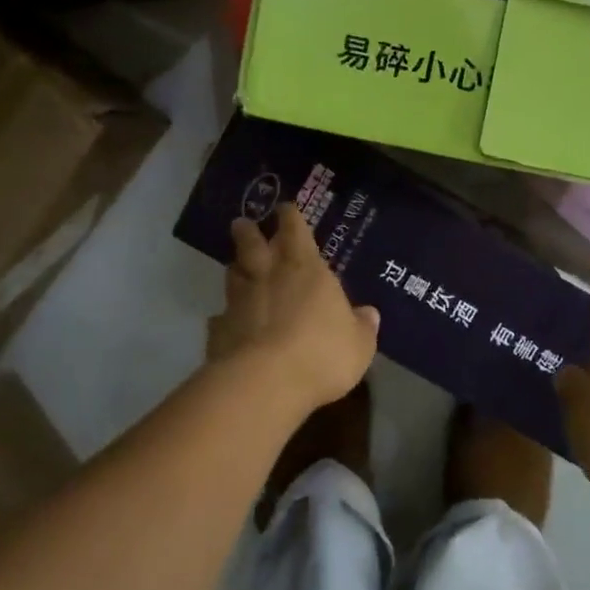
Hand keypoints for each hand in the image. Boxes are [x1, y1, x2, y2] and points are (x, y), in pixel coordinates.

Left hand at [207, 206, 379, 415]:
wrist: (265, 382)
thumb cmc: (322, 354)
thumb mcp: (359, 344)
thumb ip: (363, 327)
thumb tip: (369, 314)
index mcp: (306, 269)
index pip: (295, 230)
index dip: (290, 217)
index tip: (285, 207)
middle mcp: (268, 276)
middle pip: (252, 243)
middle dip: (248, 231)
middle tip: (243, 223)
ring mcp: (239, 302)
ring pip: (233, 274)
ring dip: (236, 269)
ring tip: (238, 268)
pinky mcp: (219, 330)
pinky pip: (220, 317)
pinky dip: (224, 317)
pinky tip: (226, 323)